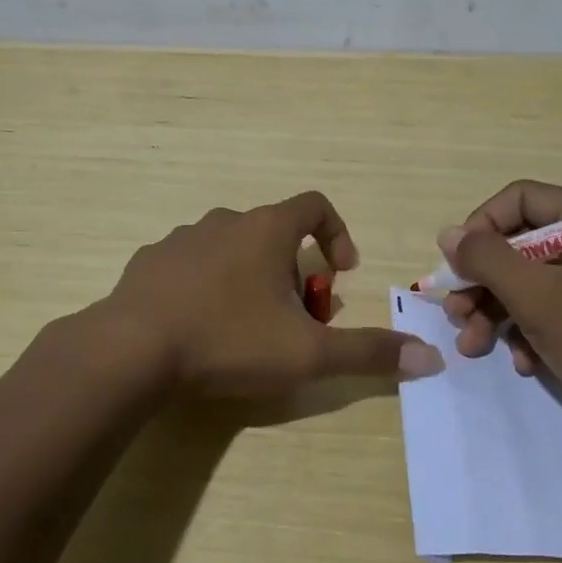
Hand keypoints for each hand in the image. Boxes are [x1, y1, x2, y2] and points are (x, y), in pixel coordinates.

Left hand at [107, 191, 442, 398]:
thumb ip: (368, 353)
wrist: (130, 350)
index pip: (315, 205)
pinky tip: (200, 328)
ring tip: (248, 327)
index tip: (340, 273)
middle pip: (274, 234)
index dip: (337, 234)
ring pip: (231, 249)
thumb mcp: (307, 353)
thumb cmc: (228, 340)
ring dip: (250, 279)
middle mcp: (224, 221)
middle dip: (294, 272)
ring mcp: (181, 239)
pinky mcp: (148, 263)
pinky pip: (191, 265)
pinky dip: (207, 286)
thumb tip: (431, 357)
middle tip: (295, 319)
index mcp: (265, 229)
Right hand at [438, 180, 561, 440]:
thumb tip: (448, 234)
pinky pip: (549, 311)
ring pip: (527, 282)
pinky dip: (527, 333)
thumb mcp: (536, 296)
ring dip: (494, 313)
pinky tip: (523, 364)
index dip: (482, 227)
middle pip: (519, 244)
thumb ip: (487, 259)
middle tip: (456, 314)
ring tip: (473, 347)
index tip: (457, 264)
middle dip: (482, 283)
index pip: (520, 199)